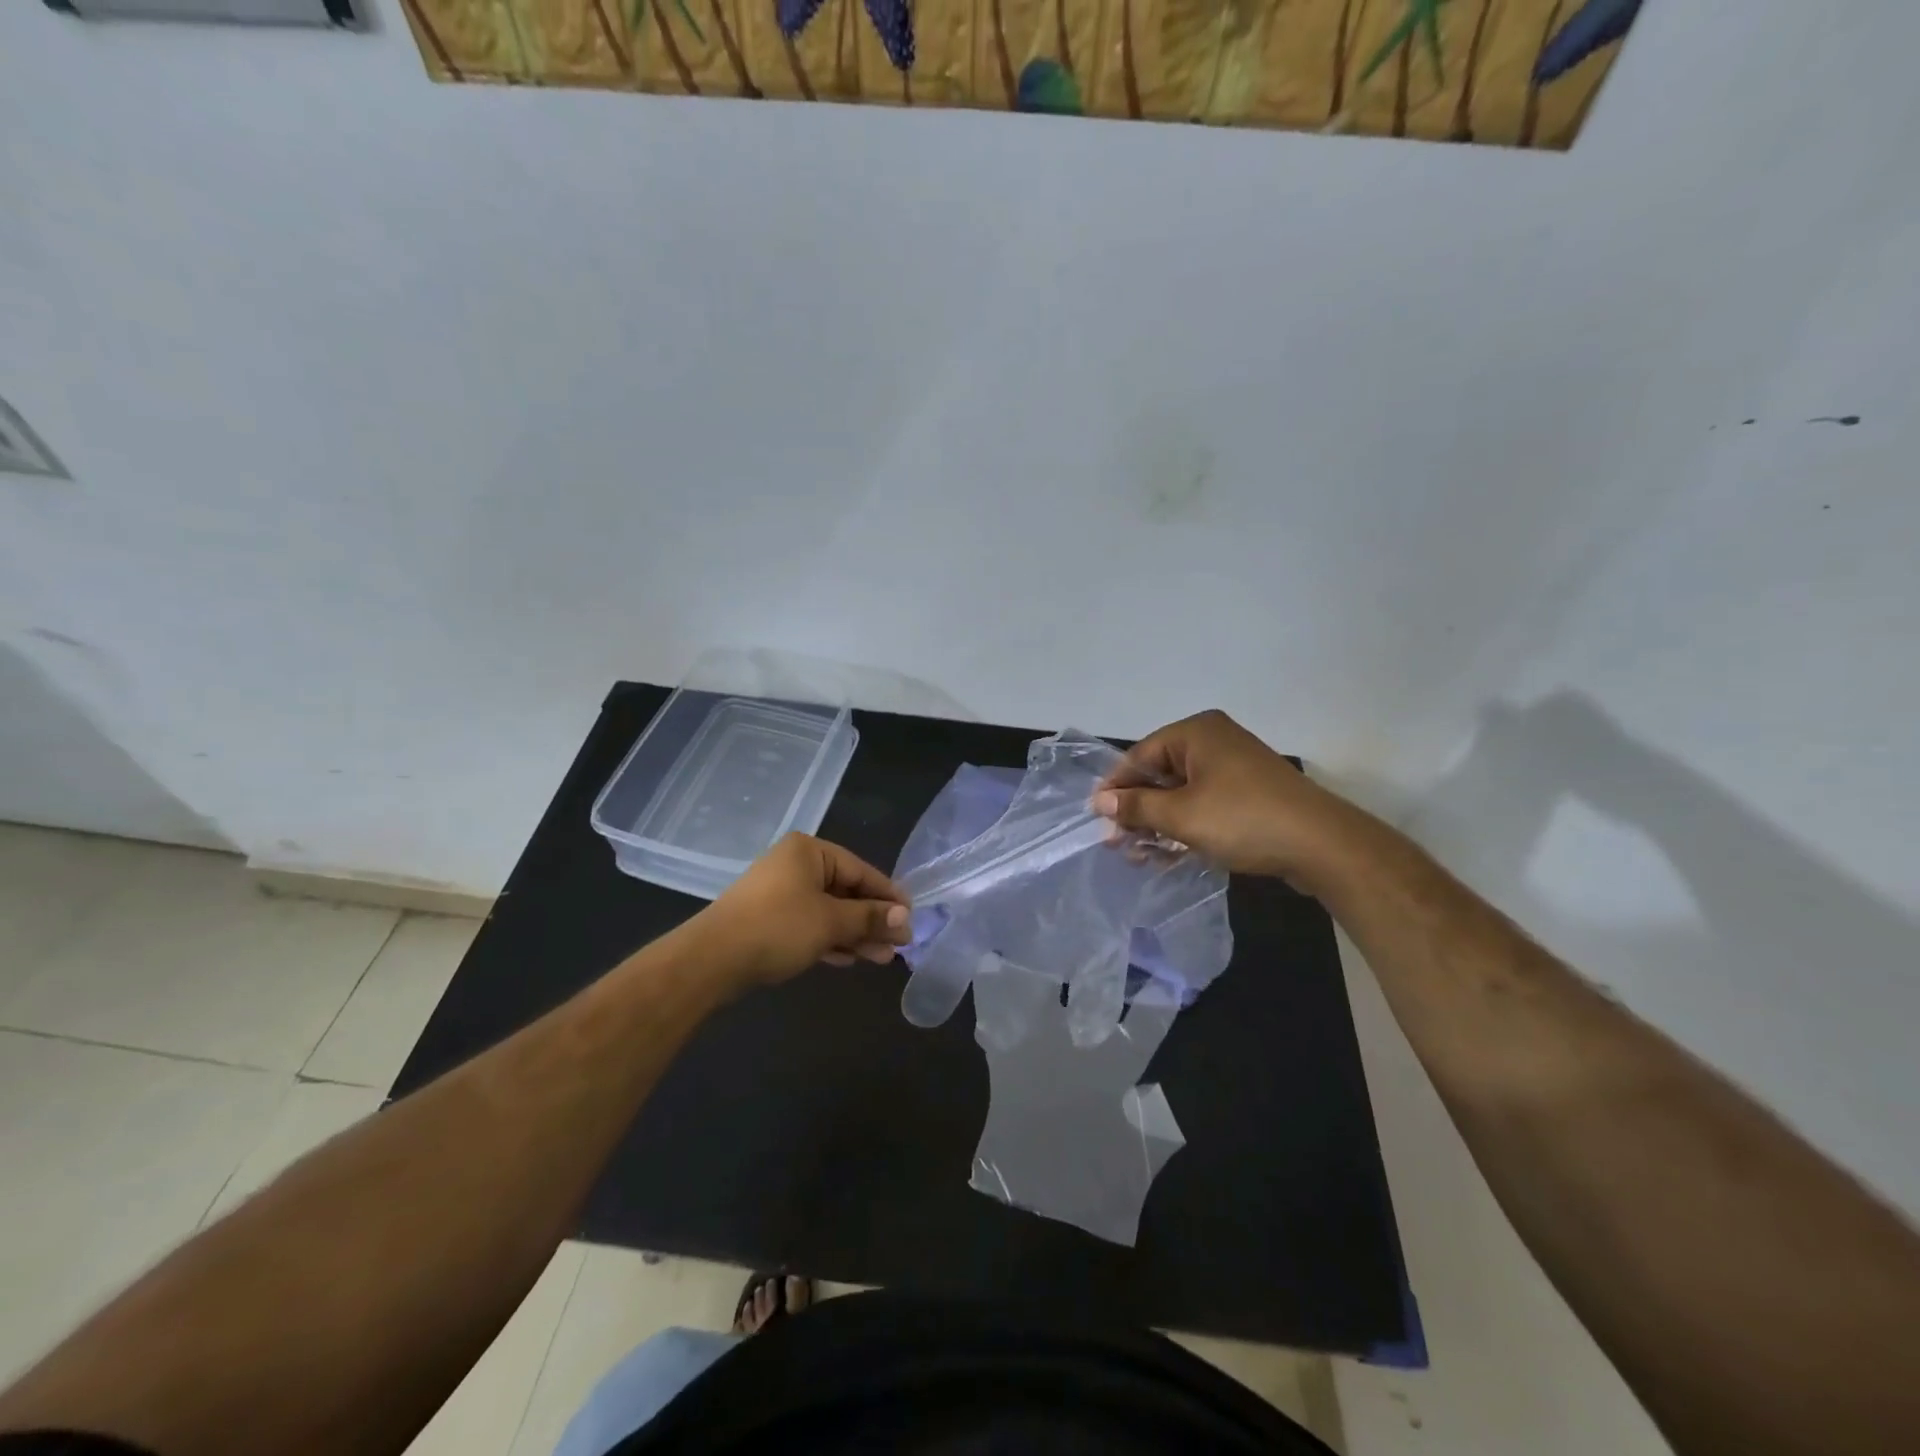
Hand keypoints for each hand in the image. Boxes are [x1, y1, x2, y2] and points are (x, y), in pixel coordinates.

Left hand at [693, 833, 911, 989]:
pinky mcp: (769, 920)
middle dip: (872, 920)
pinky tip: (849, 959)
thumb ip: (870, 917)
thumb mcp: (831, 921)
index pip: (861, 870)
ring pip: (829, 912)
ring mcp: (780, 893)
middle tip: (899, 945)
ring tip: (882, 959)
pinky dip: (831, 940)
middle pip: (846, 891)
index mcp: (809, 851)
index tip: (911, 919)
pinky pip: (810, 925)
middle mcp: (795, 865)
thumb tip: (905, 918)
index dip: (888, 896)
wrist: (712, 960)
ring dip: (855, 934)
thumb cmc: (778, 927)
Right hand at [1092, 709, 1378, 891]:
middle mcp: (1214, 742)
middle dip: (1137, 809)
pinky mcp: (1249, 794)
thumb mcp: (1181, 815)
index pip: (1140, 755)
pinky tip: (1169, 854)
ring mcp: (1234, 768)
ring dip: (1158, 823)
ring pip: (1181, 793)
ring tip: (1139, 855)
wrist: (1321, 845)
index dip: (1116, 787)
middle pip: (1160, 774)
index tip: (1097, 817)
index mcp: (1197, 733)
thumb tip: (1100, 800)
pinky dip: (1185, 826)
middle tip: (1117, 842)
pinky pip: (1204, 805)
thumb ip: (1137, 806)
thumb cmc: (1243, 819)